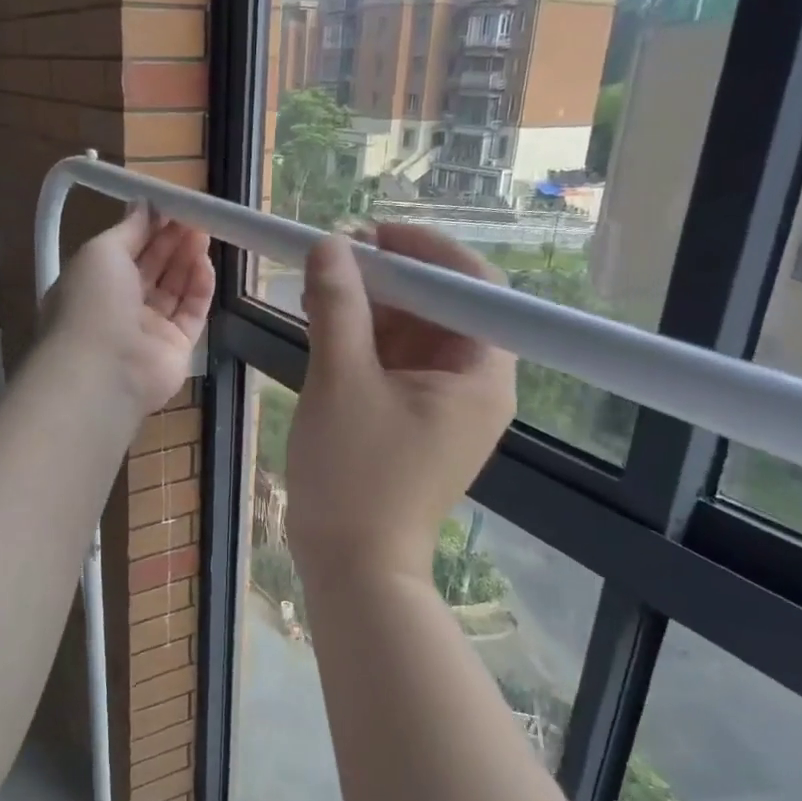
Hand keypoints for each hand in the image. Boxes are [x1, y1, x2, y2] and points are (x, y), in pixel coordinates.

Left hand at [42, 203, 212, 415]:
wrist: (103, 370)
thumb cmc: (93, 302)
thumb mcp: (101, 252)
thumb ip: (128, 229)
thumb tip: (144, 205)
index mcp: (94, 284)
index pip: (126, 251)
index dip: (148, 229)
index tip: (171, 207)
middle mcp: (120, 308)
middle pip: (153, 269)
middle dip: (172, 241)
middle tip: (196, 215)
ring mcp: (149, 330)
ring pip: (174, 289)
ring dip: (188, 260)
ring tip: (205, 232)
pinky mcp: (176, 348)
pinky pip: (191, 313)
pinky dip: (200, 288)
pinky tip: (207, 264)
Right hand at [286, 225, 514, 588]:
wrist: (352, 568)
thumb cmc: (354, 476)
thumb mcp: (340, 381)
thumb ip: (337, 306)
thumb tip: (330, 245)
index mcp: (481, 373)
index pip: (475, 286)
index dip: (425, 250)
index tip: (372, 232)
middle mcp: (475, 385)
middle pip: (443, 307)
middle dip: (391, 278)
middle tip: (336, 256)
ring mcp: (445, 406)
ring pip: (415, 334)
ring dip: (372, 307)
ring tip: (321, 286)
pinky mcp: (417, 422)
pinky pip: (397, 364)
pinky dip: (366, 341)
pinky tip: (326, 324)